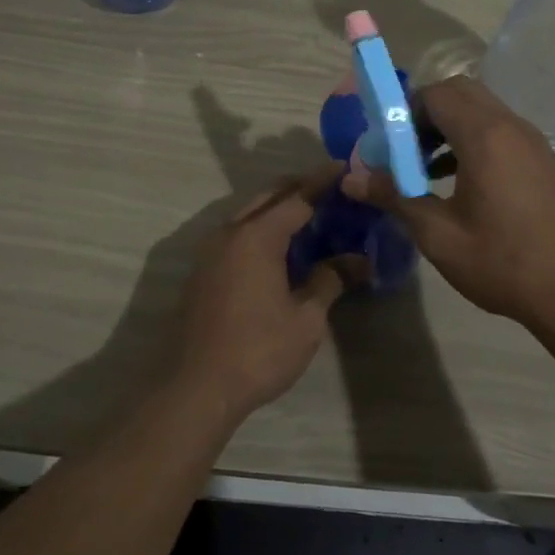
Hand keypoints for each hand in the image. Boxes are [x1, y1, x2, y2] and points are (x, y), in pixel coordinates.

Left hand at [171, 167, 348, 424]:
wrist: (196, 386)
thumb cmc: (258, 350)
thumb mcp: (306, 319)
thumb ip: (330, 280)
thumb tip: (358, 260)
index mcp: (256, 236)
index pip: (296, 197)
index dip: (322, 183)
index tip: (343, 168)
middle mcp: (229, 233)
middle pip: (268, 198)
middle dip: (297, 189)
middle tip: (329, 190)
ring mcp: (210, 252)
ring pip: (248, 214)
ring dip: (276, 209)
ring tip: (308, 216)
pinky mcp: (202, 272)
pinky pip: (236, 235)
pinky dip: (260, 229)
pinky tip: (278, 248)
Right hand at [342, 76, 554, 336]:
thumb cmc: (503, 263)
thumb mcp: (438, 234)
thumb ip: (394, 197)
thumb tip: (350, 179)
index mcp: (485, 136)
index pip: (436, 94)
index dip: (404, 112)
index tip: (386, 146)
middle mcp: (512, 127)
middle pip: (460, 93)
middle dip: (425, 113)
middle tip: (405, 151)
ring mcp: (533, 143)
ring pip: (482, 111)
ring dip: (449, 127)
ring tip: (425, 169)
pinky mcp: (544, 161)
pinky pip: (500, 132)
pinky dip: (473, 140)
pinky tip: (458, 183)